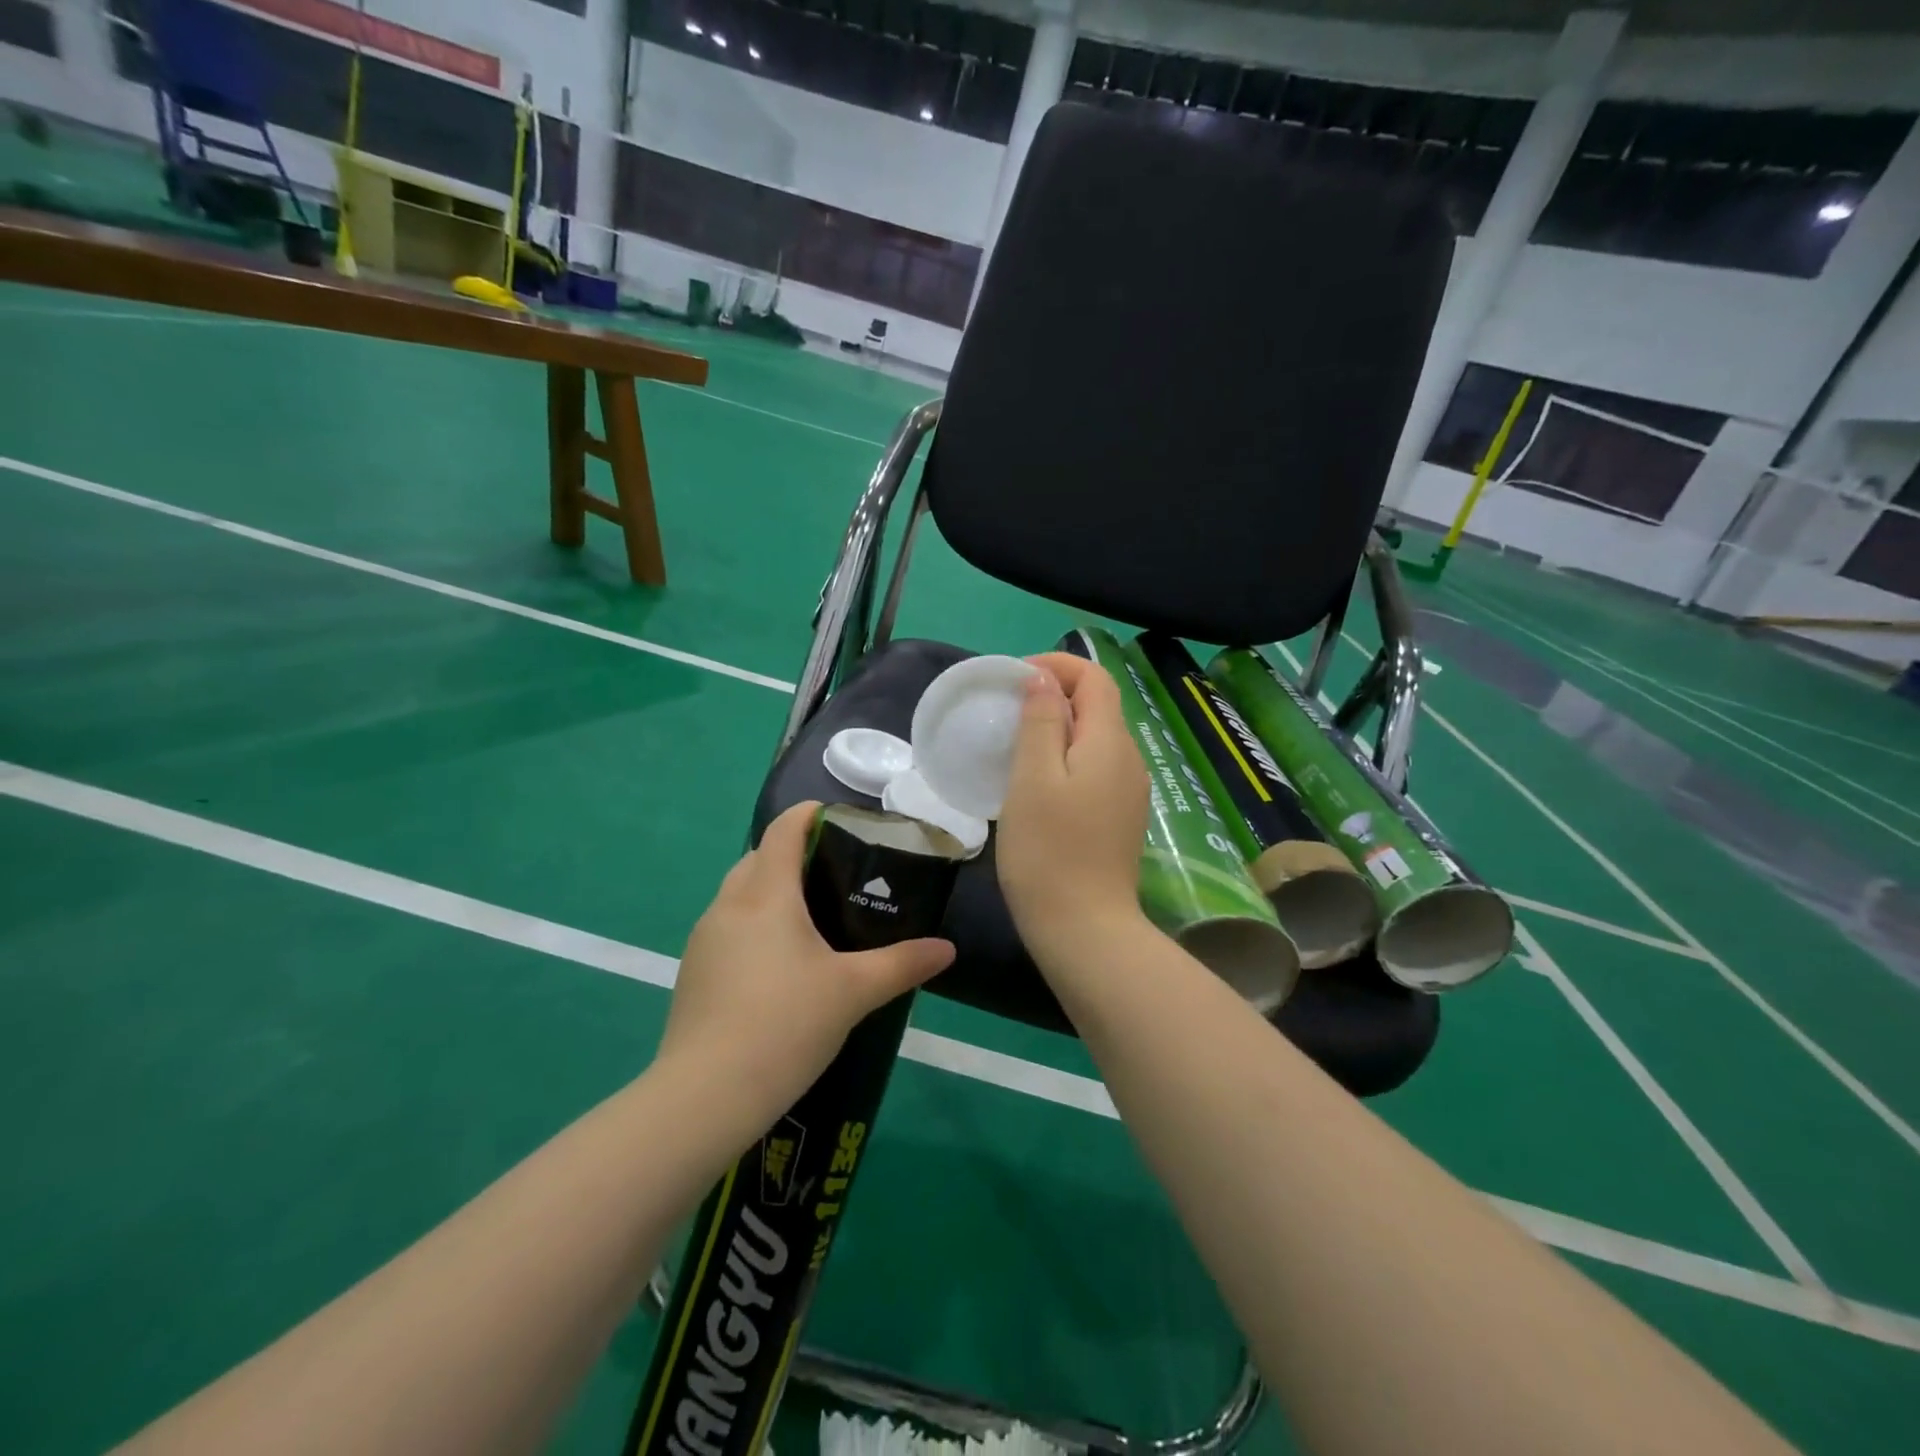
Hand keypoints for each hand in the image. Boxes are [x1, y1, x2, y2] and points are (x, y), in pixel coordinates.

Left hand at [658, 801, 955, 1126]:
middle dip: (793, 853)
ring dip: (770, 890)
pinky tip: (778, 964)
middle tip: (837, 875)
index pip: (784, 829)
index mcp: (766, 895)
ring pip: (738, 893)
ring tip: (812, 918)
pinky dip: (753, 924)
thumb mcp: (854, 992)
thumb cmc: (785, 1026)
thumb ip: (903, 964)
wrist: (705, 1097)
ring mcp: (704, 939)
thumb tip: (947, 949)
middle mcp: (728, 906)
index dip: (811, 814)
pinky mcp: (693, 972)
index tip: (842, 821)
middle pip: (758, 857)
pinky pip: (727, 927)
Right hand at [996, 652, 1151, 961]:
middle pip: (1098, 705)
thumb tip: (1043, 679)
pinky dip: (1067, 759)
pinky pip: (1096, 768)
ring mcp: (1130, 791)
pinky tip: (1038, 784)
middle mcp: (1130, 759)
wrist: (1086, 930)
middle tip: (1006, 712)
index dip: (1056, 666)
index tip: (1013, 680)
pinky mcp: (1121, 817)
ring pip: (1096, 739)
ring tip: (1016, 745)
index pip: (1095, 677)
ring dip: (1059, 728)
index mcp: (1110, 742)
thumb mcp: (1033, 778)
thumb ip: (1041, 721)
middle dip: (1055, 695)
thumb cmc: (1049, 851)